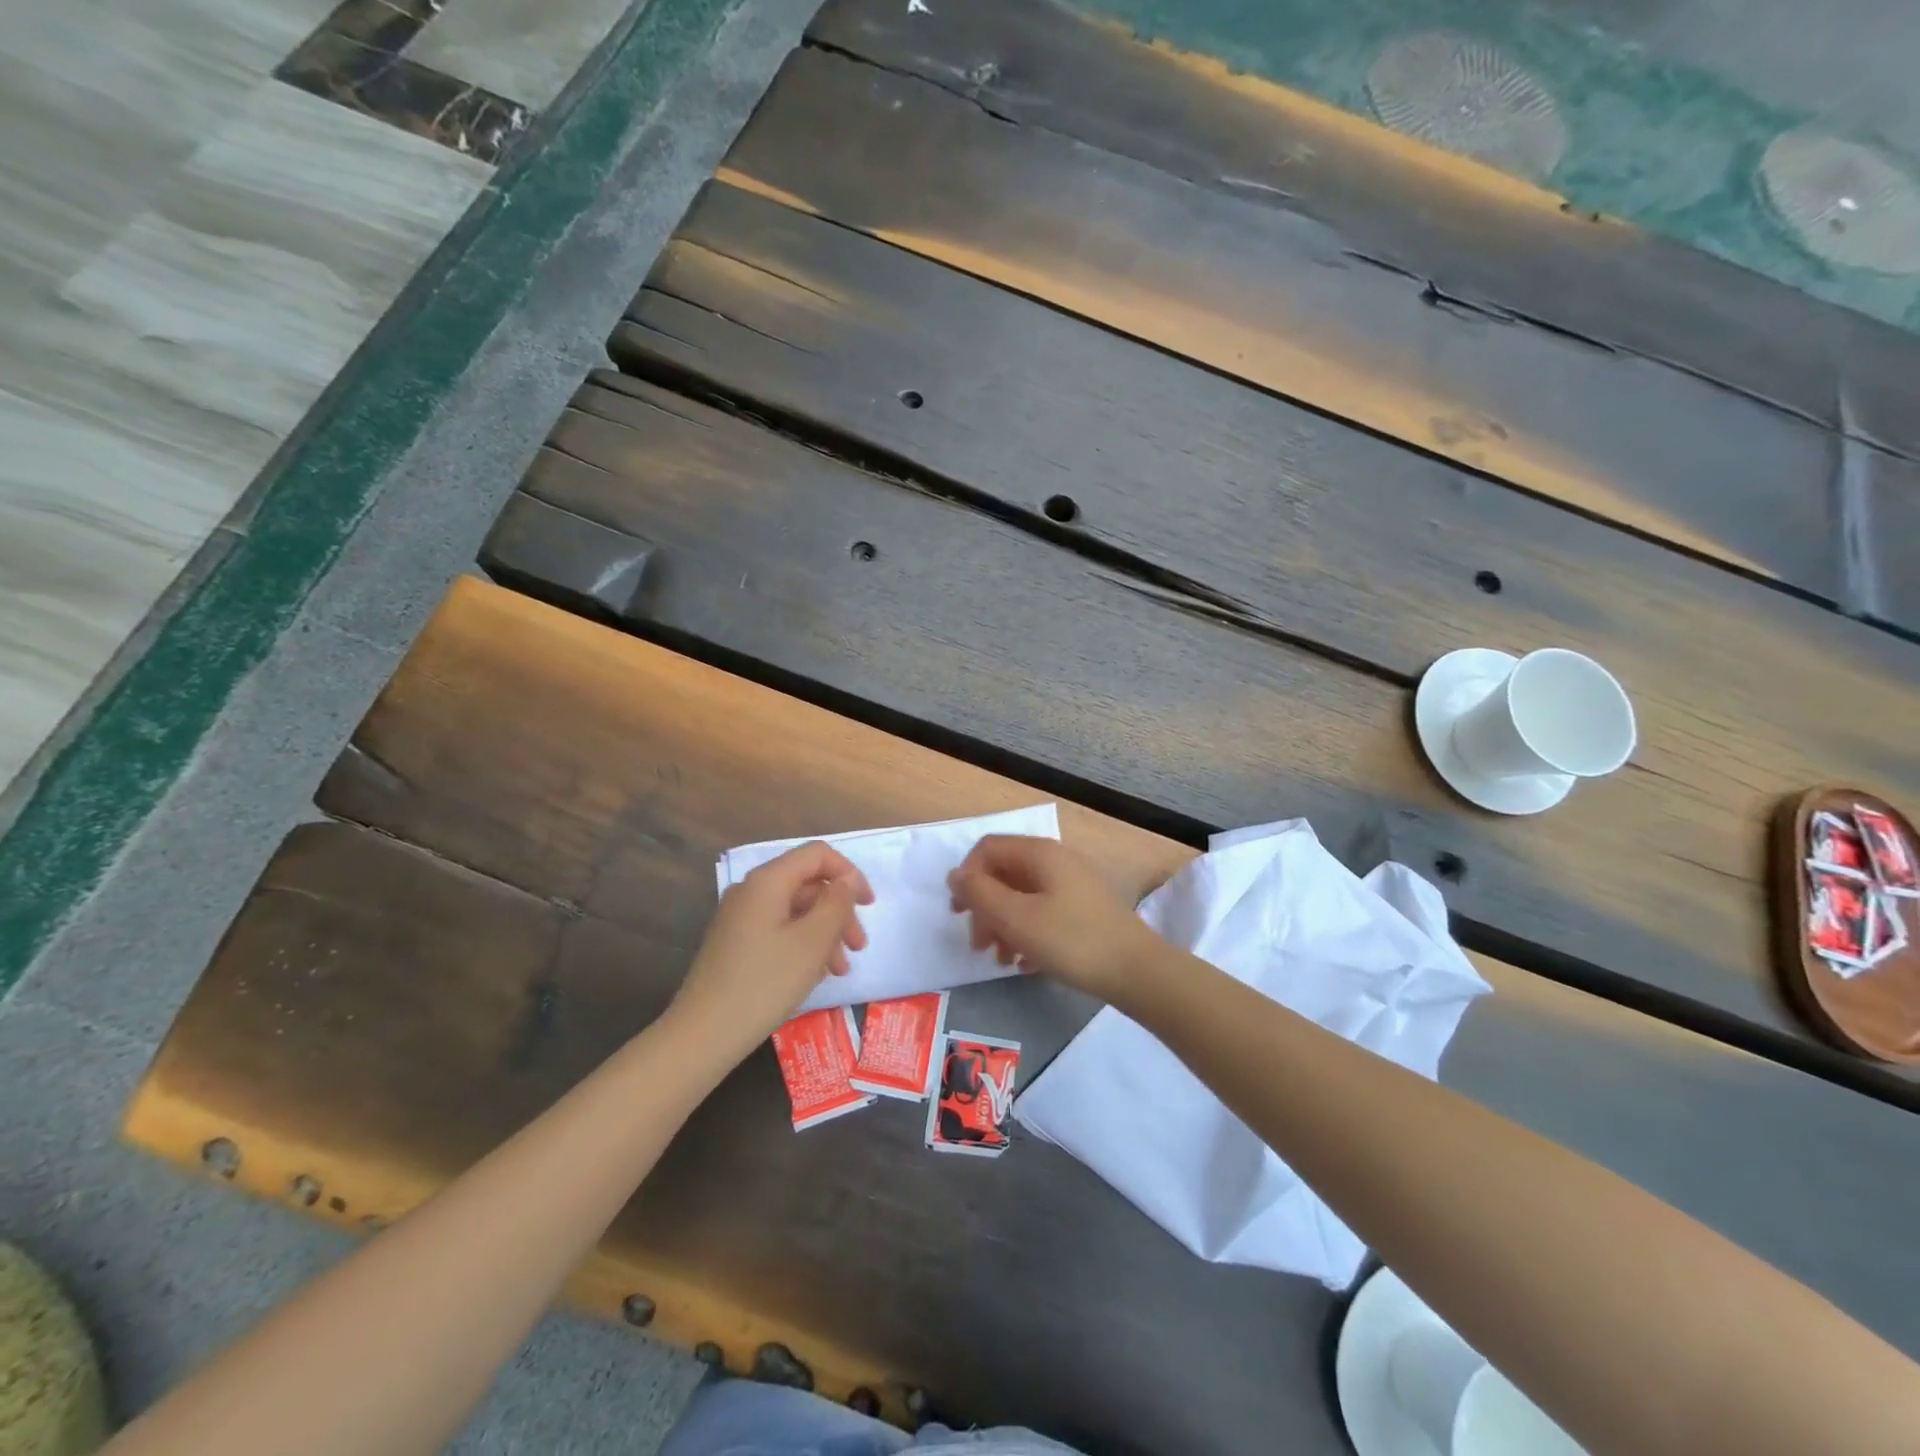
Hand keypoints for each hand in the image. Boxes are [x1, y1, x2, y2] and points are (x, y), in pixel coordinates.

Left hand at [674, 842, 873, 1048]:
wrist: (703, 1034)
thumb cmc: (765, 982)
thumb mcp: (813, 941)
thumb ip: (837, 902)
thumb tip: (847, 880)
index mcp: (768, 881)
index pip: (817, 854)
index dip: (849, 873)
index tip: (869, 905)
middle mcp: (751, 891)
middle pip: (807, 884)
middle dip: (839, 910)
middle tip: (859, 946)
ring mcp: (740, 918)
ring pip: (796, 910)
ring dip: (825, 932)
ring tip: (840, 969)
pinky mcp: (736, 944)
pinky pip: (780, 930)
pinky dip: (803, 944)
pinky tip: (815, 974)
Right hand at [947, 836, 1158, 1006]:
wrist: (1136, 971)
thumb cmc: (1071, 940)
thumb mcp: (1016, 918)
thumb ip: (980, 893)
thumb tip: (955, 875)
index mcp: (1039, 853)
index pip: (987, 849)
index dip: (967, 877)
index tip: (960, 913)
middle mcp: (1055, 861)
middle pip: (1004, 874)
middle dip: (985, 908)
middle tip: (978, 944)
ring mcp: (1072, 885)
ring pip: (1022, 897)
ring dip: (1004, 926)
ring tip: (1001, 960)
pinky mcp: (1084, 910)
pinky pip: (1043, 913)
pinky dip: (1028, 934)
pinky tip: (1027, 965)